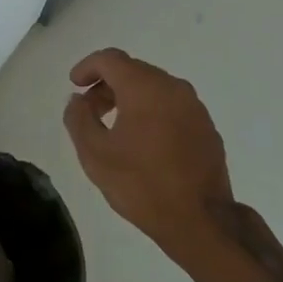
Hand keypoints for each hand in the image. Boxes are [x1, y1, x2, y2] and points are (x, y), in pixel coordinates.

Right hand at [62, 48, 231, 262]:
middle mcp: (172, 87)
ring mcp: (194, 107)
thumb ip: (79, 118)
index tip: (74, 84)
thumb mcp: (94, 154)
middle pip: (133, 71)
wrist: (202, 222)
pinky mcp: (207, 128)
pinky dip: (153, 112)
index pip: (110, 59)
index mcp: (144, 87)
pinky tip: (145, 142)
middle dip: (108, 85)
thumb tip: (78, 100)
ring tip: (115, 127)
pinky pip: (172, 107)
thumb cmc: (142, 184)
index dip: (88, 67)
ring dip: (130, 98)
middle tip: (90, 110)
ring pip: (155, 88)